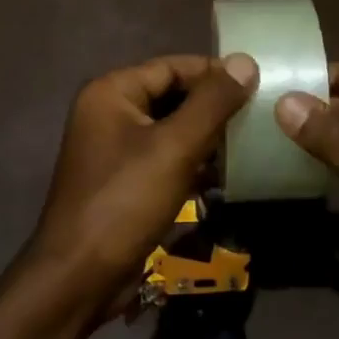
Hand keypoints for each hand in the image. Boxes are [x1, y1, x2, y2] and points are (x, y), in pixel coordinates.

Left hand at [26, 54, 256, 317]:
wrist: (79, 277)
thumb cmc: (125, 202)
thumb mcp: (175, 148)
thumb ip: (212, 102)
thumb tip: (246, 61)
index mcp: (112, 93)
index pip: (171, 66)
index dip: (214, 72)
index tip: (258, 82)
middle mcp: (109, 113)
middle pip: (171, 96)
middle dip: (213, 107)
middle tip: (259, 115)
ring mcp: (114, 149)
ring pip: (171, 129)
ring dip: (206, 137)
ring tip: (250, 143)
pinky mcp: (124, 181)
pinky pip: (164, 158)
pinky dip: (192, 163)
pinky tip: (226, 175)